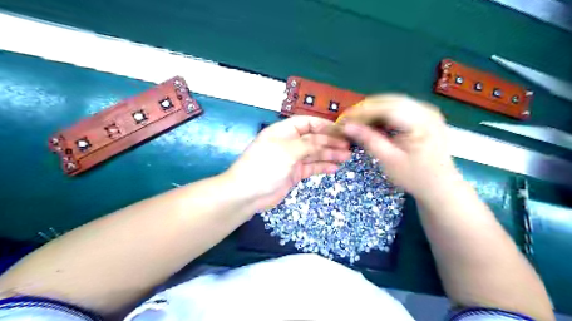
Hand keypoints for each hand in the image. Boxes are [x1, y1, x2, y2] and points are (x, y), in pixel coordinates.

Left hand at [226, 116, 350, 212]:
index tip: (341, 130)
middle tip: (348, 146)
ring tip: (346, 156)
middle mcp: (289, 143)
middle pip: (313, 139)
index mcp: (283, 131)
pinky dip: (322, 167)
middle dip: (330, 141)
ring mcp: (292, 159)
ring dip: (330, 154)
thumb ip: (308, 144)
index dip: (323, 125)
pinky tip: (335, 167)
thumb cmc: (265, 166)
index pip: (306, 123)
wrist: (248, 194)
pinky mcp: (294, 174)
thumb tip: (325, 139)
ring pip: (314, 153)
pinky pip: (311, 167)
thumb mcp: (287, 150)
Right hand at [339, 95, 458, 197]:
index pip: (386, 108)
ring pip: (393, 103)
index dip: (362, 112)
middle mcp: (427, 111)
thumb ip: (369, 140)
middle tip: (348, 120)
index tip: (344, 119)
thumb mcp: (389, 160)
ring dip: (374, 111)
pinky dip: (384, 115)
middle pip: (390, 101)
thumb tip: (347, 126)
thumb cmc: (415, 177)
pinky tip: (374, 124)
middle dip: (366, 109)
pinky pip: (400, 109)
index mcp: (421, 122)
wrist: (440, 186)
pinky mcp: (425, 116)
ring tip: (358, 122)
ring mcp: (427, 112)